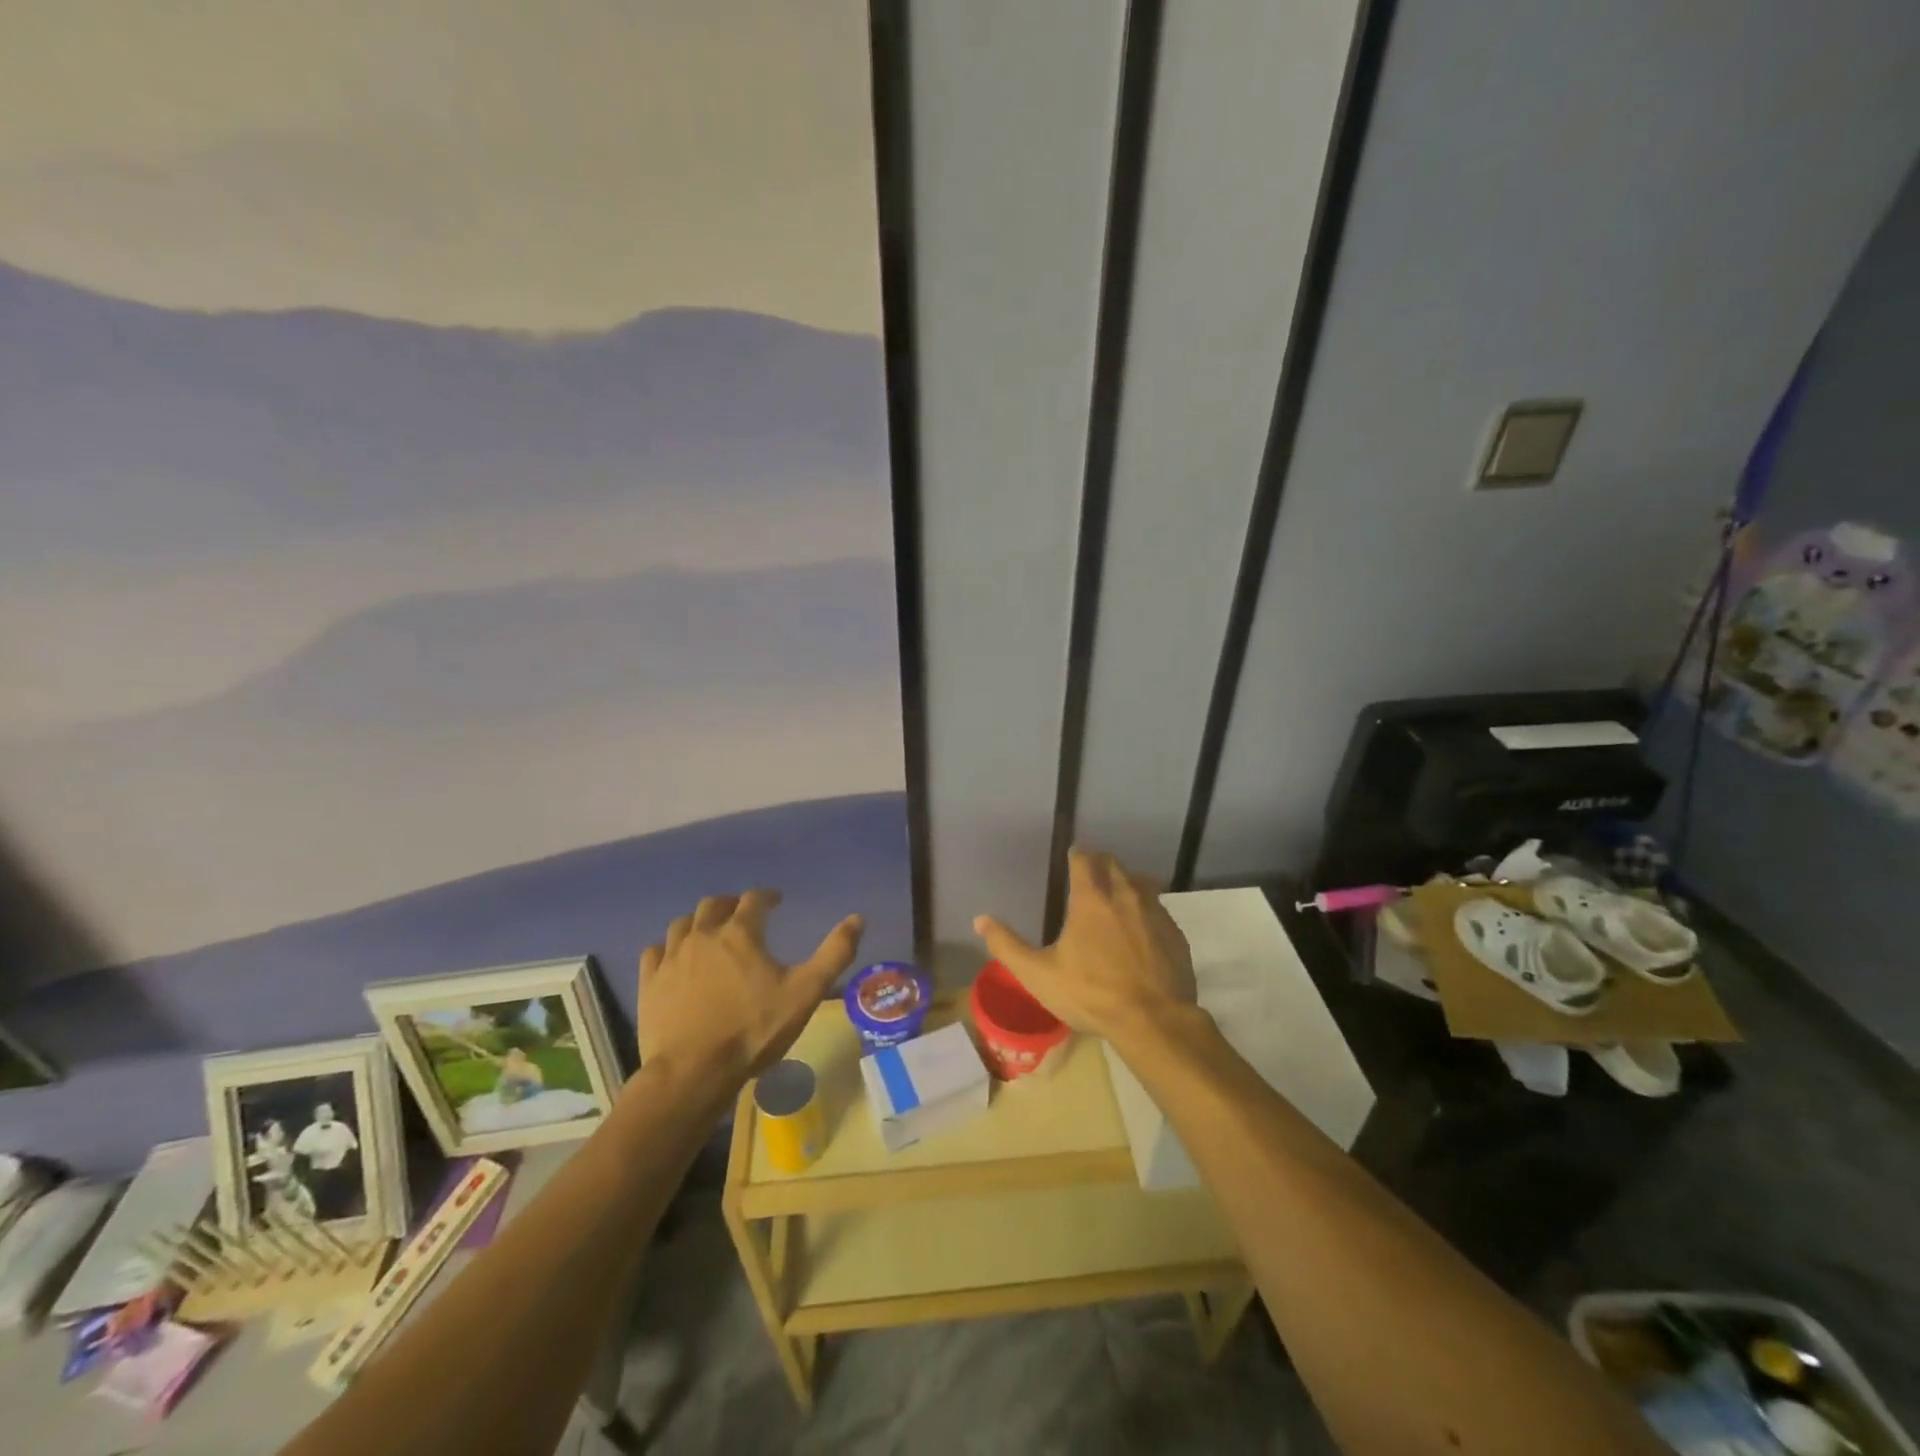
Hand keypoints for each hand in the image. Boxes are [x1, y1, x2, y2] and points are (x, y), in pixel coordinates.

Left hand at [638, 890, 862, 1089]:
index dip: (767, 896)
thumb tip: (857, 919)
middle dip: (731, 903)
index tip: (776, 900)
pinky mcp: (650, 983)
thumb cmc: (753, 1030)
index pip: (754, 899)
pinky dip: (668, 948)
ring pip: (683, 924)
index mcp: (740, 933)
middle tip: (742, 912)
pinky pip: (656, 951)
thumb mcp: (805, 992)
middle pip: (714, 904)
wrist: (693, 1073)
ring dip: (699, 922)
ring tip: (709, 932)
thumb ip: (834, 953)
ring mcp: (672, 958)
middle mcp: (703, 935)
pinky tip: (675, 958)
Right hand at [973, 847, 1195, 1043]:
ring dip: (1127, 882)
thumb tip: (980, 920)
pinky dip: (1147, 909)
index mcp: (1092, 899)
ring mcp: (1155, 913)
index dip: (1077, 855)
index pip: (1085, 860)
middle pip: (1114, 865)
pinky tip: (1142, 928)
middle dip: (1101, 863)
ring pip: (1141, 883)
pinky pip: (1159, 910)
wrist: (1154, 1021)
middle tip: (1091, 871)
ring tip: (1117, 895)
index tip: (1072, 856)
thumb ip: (1007, 945)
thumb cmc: (1091, 994)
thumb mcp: (1039, 974)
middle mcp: (1125, 896)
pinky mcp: (1175, 934)